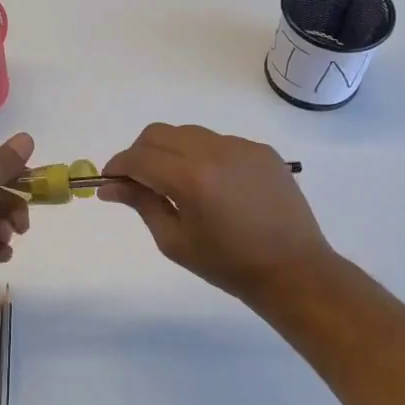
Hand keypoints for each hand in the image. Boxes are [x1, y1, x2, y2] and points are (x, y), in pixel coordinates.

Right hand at [100, 123, 339, 307]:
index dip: (118, 167)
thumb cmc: (228, 265)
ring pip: (188, 134)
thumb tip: (109, 187)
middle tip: (139, 182)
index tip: (110, 182)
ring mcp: (241, 147)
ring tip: (178, 184)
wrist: (294, 271)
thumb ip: (141, 205)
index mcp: (190, 178)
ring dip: (171, 152)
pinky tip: (213, 185)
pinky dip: (203, 156)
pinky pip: (218, 142)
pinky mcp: (260, 149)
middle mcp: (214, 152)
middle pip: (158, 134)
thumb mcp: (175, 241)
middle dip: (140, 153)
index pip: (138, 158)